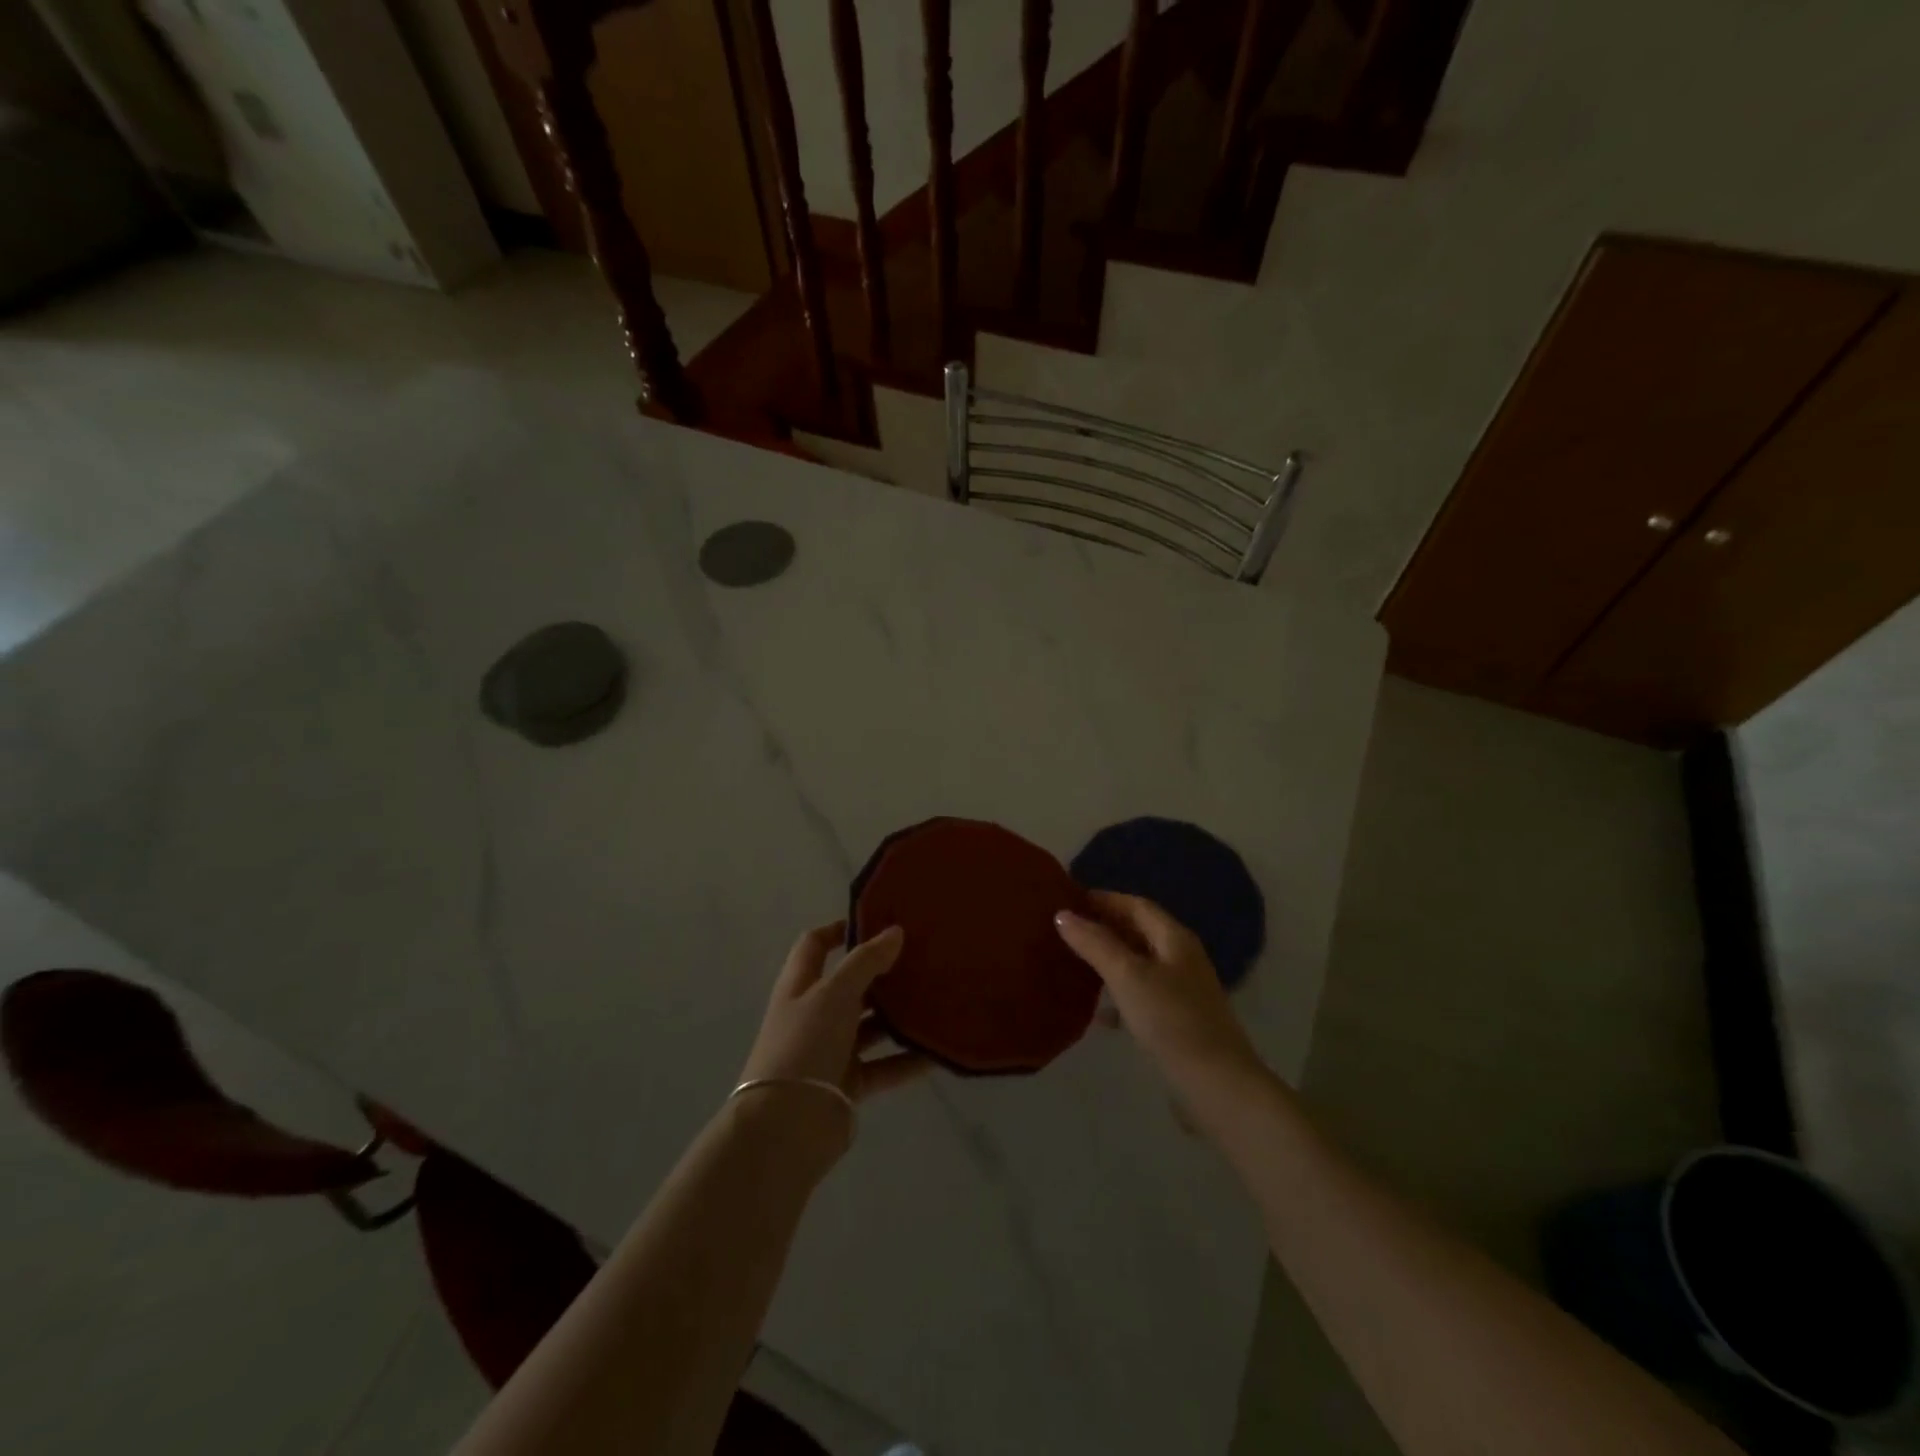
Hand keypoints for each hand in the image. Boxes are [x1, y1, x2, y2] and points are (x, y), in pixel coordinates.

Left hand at [739, 921, 927, 1110]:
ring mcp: (830, 1051)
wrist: (785, 1127)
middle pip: (849, 986)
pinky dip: (907, 1061)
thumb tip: (894, 931)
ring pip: (870, 1027)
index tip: (878, 921)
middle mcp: (813, 1015)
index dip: (840, 929)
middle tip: (921, 959)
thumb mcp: (834, 994)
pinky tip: (936, 1053)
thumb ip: (865, 962)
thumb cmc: (805, 1045)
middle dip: (881, 974)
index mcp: (800, 986)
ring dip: (898, 1017)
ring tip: (936, 1001)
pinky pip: (883, 1066)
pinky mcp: (848, 1084)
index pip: (815, 945)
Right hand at [1055, 892, 1264, 1102]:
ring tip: (1074, 962)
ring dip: (1109, 960)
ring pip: (1138, 965)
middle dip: (1105, 927)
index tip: (1069, 899)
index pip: (1136, 905)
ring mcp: (1181, 992)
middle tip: (1066, 929)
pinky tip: (1097, 1012)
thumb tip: (1063, 915)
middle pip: (1139, 932)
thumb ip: (1095, 943)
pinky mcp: (1177, 1023)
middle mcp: (1181, 959)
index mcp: (1174, 939)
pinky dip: (1118, 996)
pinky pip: (1141, 996)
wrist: (1216, 1086)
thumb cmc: (1171, 1020)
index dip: (1105, 899)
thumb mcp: (1127, 976)